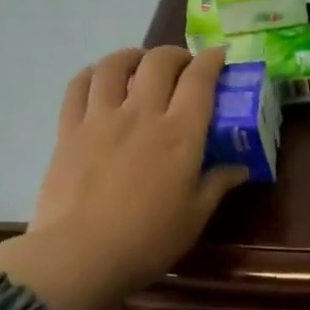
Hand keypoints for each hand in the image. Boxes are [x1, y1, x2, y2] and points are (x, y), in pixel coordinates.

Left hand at [0, 47, 246, 309]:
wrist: (82, 254)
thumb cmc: (150, 239)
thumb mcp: (196, 215)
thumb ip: (218, 183)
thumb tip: (240, 168)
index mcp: (180, 134)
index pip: (199, 80)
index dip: (211, 61)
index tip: (219, 56)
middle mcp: (142, 114)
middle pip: (159, 63)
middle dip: (176, 55)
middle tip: (184, 66)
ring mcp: (101, 118)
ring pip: (115, 65)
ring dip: (133, 56)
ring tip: (141, 63)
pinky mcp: (69, 129)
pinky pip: (79, 86)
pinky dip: (93, 73)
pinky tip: (100, 79)